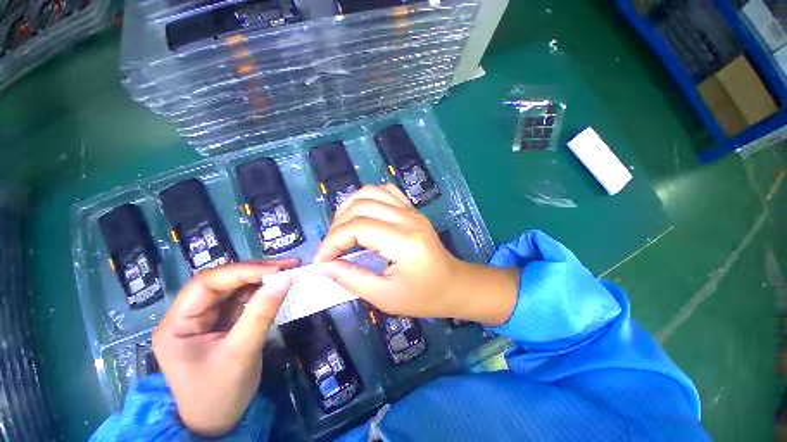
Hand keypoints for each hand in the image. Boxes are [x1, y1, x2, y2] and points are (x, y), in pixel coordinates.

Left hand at [152, 259, 297, 435]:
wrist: (219, 423)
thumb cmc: (220, 394)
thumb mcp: (241, 353)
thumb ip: (262, 313)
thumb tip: (286, 279)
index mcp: (177, 324)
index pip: (208, 283)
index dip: (243, 271)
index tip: (277, 269)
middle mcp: (189, 315)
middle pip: (223, 282)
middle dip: (257, 271)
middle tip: (289, 265)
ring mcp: (207, 318)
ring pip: (236, 288)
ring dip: (263, 279)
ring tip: (289, 271)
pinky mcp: (224, 322)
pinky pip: (244, 300)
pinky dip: (264, 292)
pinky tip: (279, 288)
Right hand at [314, 184, 518, 324]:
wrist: (454, 284)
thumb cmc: (424, 296)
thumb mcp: (385, 297)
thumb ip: (352, 279)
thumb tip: (323, 266)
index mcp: (404, 242)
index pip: (358, 228)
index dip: (332, 242)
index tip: (322, 262)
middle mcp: (408, 218)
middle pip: (361, 206)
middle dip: (337, 226)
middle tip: (331, 249)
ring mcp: (411, 210)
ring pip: (370, 192)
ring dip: (348, 208)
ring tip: (341, 229)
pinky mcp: (412, 209)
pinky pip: (386, 191)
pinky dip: (367, 198)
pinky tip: (362, 215)